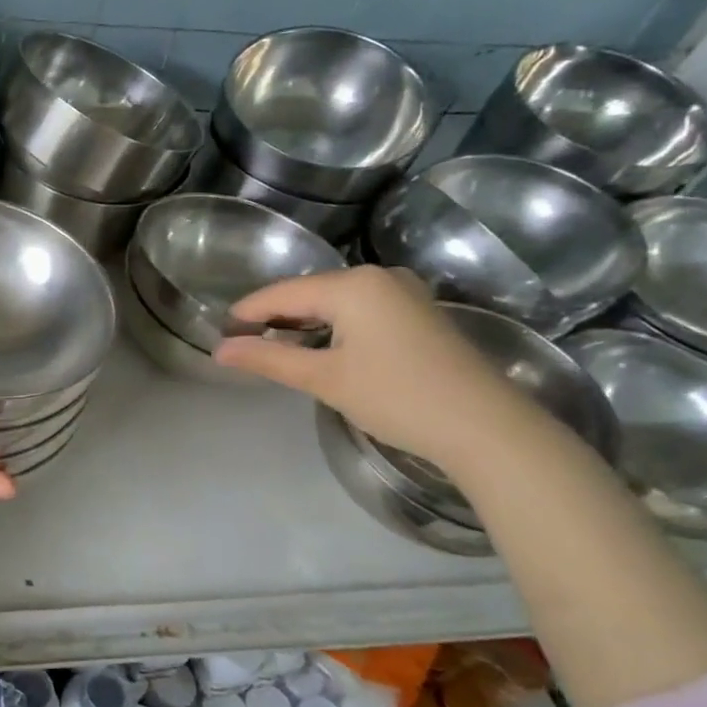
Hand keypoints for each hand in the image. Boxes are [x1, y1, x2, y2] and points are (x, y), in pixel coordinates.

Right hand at [212, 267, 533, 470]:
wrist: (488, 428)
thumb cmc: (398, 397)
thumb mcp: (325, 378)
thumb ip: (268, 359)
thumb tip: (219, 350)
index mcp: (352, 284)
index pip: (282, 293)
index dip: (247, 313)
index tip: (218, 333)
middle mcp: (378, 277)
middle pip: (308, 292)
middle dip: (273, 317)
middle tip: (241, 343)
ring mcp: (403, 293)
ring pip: (334, 301)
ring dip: (302, 323)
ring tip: (272, 347)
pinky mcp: (418, 313)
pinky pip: (359, 310)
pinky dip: (332, 326)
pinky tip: (318, 346)